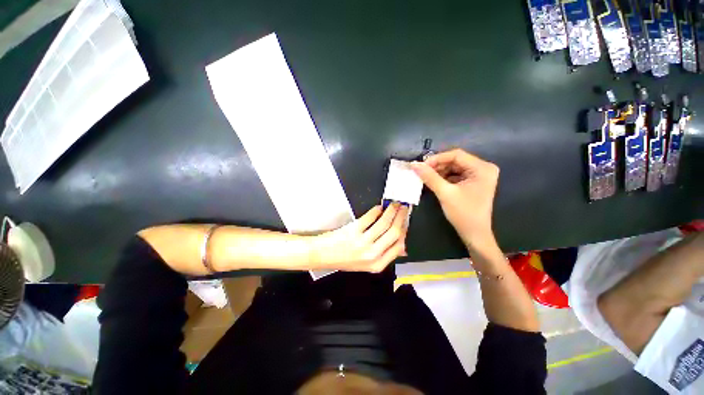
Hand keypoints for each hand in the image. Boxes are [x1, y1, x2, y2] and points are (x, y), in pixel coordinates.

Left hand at [310, 203, 408, 272]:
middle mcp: (372, 254)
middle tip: (404, 207)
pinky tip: (379, 207)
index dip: (404, 230)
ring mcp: (363, 242)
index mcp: (377, 264)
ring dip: (392, 210)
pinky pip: (370, 217)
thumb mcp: (366, 264)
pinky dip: (377, 210)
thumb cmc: (343, 259)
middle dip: (401, 217)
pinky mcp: (354, 230)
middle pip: (394, 232)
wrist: (322, 255)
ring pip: (384, 222)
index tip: (405, 221)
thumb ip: (384, 255)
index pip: (398, 245)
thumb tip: (401, 246)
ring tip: (394, 204)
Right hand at [411, 149, 498, 246]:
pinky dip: (444, 177)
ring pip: (454, 167)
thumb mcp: (445, 193)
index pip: (456, 155)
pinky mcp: (473, 182)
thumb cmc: (463, 214)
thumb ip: (430, 177)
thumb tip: (414, 164)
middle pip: (456, 160)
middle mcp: (483, 168)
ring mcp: (479, 175)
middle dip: (437, 166)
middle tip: (422, 172)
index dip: (437, 159)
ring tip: (426, 177)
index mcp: (482, 168)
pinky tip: (434, 182)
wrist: (474, 234)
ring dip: (439, 172)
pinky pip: (456, 175)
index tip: (421, 166)